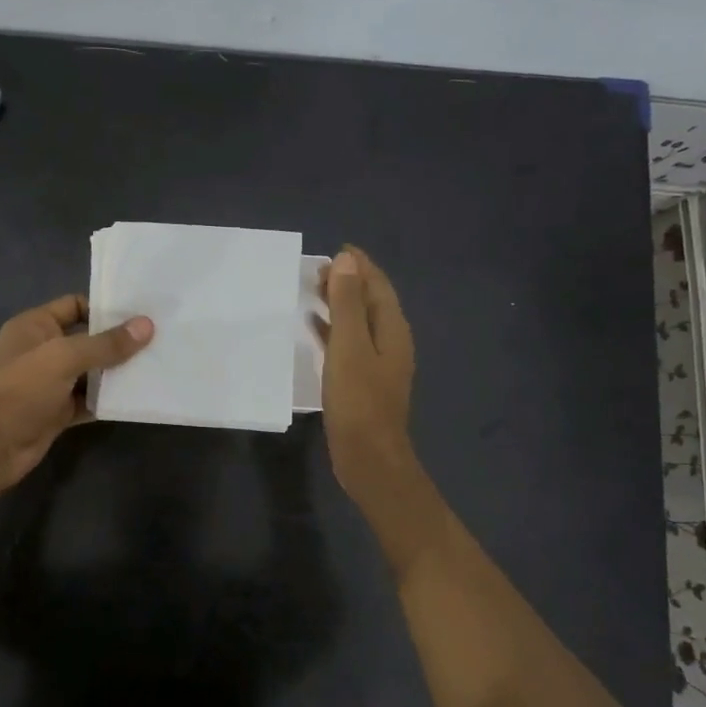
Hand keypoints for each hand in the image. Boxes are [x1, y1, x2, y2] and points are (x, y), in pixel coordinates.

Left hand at [0, 294, 153, 498]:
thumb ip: (106, 344)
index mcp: (35, 326)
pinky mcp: (57, 412)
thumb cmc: (20, 389)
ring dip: (117, 373)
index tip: (142, 313)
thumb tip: (146, 326)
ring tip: (157, 366)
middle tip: (160, 339)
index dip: (106, 308)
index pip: (75, 306)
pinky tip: (136, 397)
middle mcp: (42, 350)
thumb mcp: (64, 358)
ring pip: (90, 372)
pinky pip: (88, 401)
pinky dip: (108, 400)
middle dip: (118, 341)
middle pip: (87, 340)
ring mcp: (50, 384)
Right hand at [320, 247, 417, 507]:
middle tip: (318, 271)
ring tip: (313, 292)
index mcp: (392, 329)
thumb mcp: (349, 346)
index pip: (378, 286)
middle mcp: (390, 342)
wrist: (369, 456)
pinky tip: (314, 329)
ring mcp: (378, 363)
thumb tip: (348, 261)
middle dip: (348, 282)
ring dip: (339, 305)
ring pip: (358, 323)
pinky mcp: (363, 381)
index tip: (336, 250)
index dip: (360, 266)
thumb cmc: (358, 400)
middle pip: (370, 302)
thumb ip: (348, 303)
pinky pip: (348, 344)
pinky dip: (333, 330)